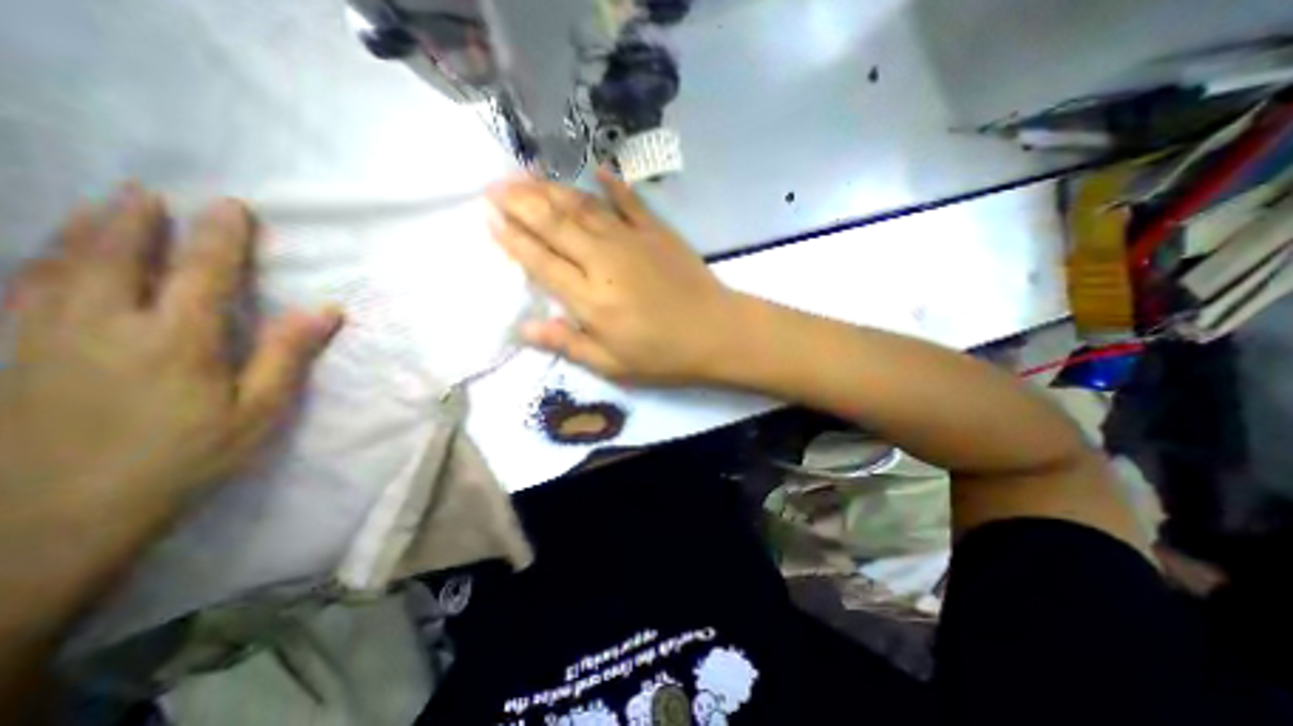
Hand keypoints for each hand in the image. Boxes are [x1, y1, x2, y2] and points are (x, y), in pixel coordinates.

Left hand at [0, 185, 338, 540]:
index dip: (220, 237)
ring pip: (59, 266)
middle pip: (118, 256)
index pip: (204, 272)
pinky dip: (38, 262)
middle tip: (149, 192)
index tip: (230, 206)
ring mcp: (45, 337)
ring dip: (83, 230)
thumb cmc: (183, 459)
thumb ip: (288, 355)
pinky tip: (45, 258)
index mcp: (177, 339)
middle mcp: (106, 324)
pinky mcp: (11, 355)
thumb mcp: (256, 411)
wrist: (53, 518)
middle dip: (137, 219)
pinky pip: (21, 291)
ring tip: (99, 206)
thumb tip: (325, 310)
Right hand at [486, 168, 747, 386]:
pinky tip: (598, 171)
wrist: (717, 334)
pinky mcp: (658, 232)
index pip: (541, 261)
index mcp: (590, 298)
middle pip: (555, 225)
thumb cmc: (663, 356)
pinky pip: (631, 202)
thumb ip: (567, 343)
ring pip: (584, 208)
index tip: (489, 218)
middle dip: (521, 203)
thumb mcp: (612, 364)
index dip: (513, 240)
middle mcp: (604, 260)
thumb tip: (523, 327)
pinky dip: (614, 186)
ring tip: (527, 174)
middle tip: (495, 185)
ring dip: (553, 189)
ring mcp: (633, 240)